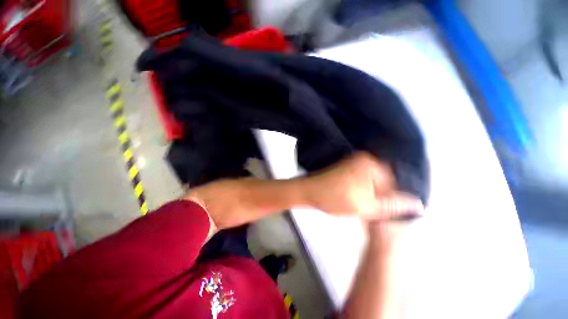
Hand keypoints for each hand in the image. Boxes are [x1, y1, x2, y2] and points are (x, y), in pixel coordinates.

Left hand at [304, 152, 423, 220]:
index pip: (394, 184)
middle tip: (372, 209)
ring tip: (363, 205)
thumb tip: (419, 205)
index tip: (382, 211)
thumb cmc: (336, 198)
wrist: (309, 192)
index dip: (390, 200)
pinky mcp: (346, 168)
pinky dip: (362, 190)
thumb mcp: (367, 206)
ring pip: (372, 182)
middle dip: (380, 197)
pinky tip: (356, 198)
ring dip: (371, 195)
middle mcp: (364, 159)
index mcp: (372, 164)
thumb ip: (393, 206)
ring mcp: (354, 162)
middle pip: (383, 182)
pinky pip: (362, 180)